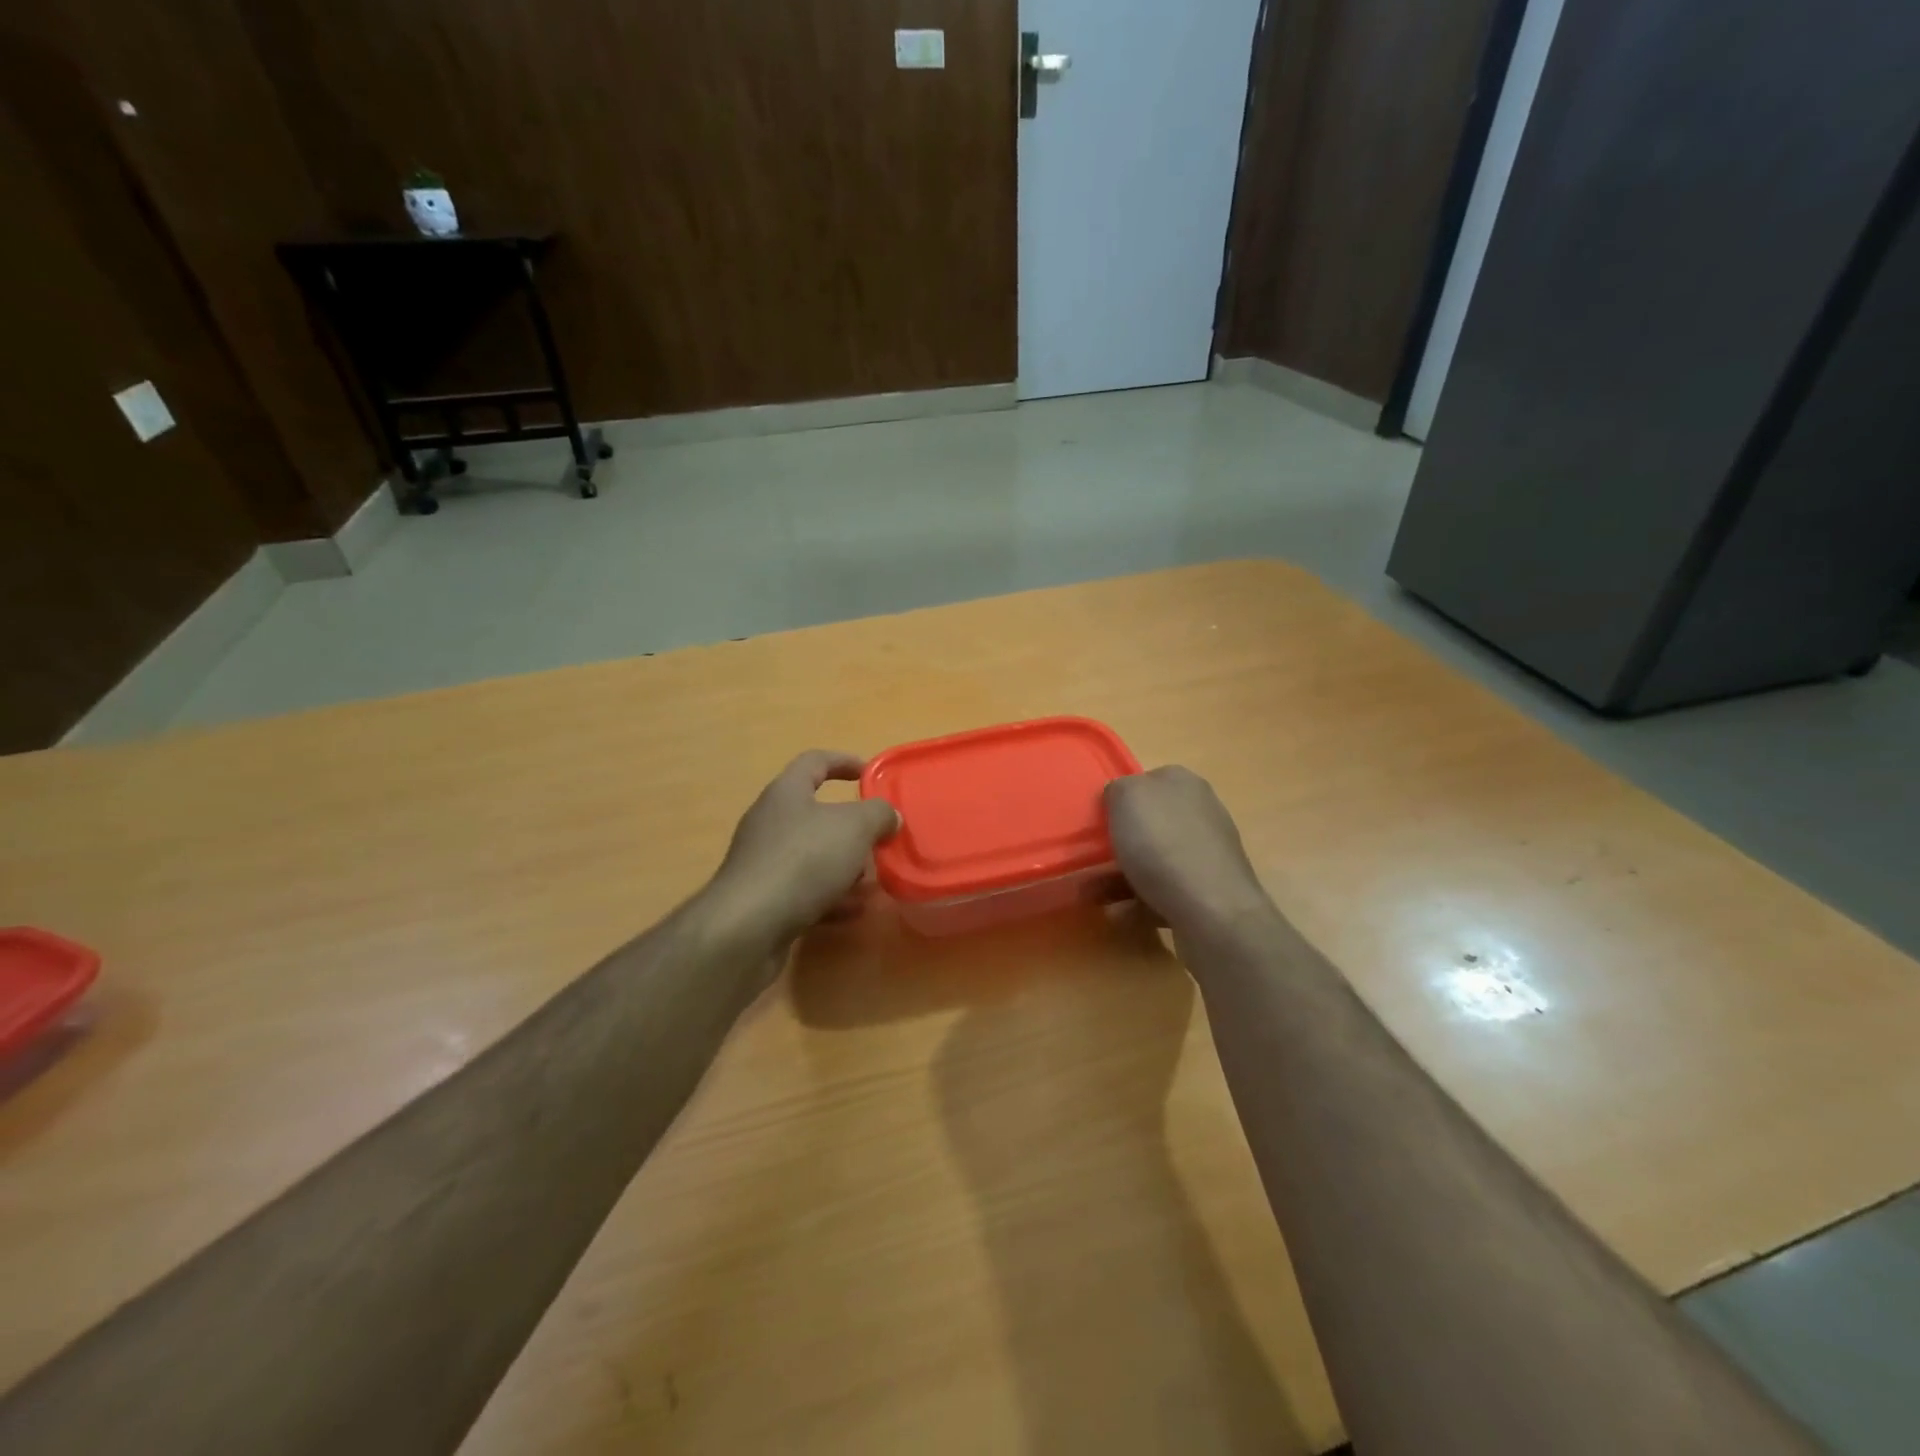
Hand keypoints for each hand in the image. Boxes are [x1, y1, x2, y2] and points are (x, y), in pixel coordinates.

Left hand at [708, 750, 899, 946]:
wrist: (748, 927)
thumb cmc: (803, 861)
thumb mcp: (854, 828)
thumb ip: (878, 814)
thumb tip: (889, 815)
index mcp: (786, 793)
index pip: (815, 762)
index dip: (844, 762)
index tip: (871, 774)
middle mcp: (771, 822)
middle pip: (816, 814)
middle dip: (852, 828)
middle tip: (880, 839)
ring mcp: (765, 862)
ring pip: (813, 856)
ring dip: (845, 866)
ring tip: (874, 880)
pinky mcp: (764, 899)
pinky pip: (805, 890)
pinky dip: (831, 897)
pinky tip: (854, 911)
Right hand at [1104, 767, 1274, 934]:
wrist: (1213, 912)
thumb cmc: (1163, 846)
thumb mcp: (1126, 798)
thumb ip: (1118, 789)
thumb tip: (1121, 799)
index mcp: (1183, 783)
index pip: (1145, 781)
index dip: (1119, 800)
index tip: (1098, 822)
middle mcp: (1201, 813)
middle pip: (1150, 823)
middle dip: (1119, 842)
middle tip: (1091, 859)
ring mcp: (1207, 854)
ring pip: (1154, 860)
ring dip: (1121, 876)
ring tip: (1093, 894)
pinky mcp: (1208, 892)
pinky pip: (1163, 891)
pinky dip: (1138, 902)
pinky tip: (1118, 914)